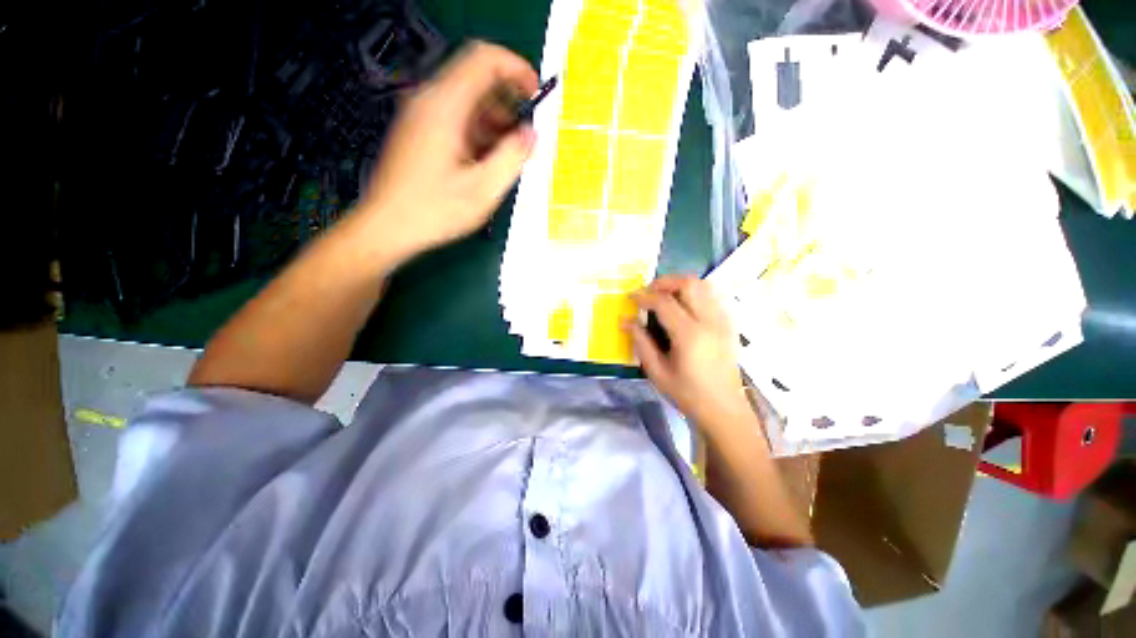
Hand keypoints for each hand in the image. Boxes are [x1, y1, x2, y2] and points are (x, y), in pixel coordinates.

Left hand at [356, 42, 538, 260]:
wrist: (387, 227)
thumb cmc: (434, 210)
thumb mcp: (483, 189)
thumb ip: (512, 157)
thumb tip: (531, 134)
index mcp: (445, 106)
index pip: (485, 59)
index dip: (517, 69)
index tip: (536, 96)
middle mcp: (430, 101)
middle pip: (477, 79)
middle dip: (508, 103)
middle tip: (524, 137)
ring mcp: (421, 116)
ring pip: (467, 101)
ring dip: (495, 122)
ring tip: (508, 157)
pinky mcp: (420, 132)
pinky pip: (456, 118)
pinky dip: (478, 132)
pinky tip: (486, 162)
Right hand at [626, 275, 749, 431]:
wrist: (724, 409)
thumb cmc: (687, 394)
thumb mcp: (657, 372)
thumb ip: (641, 342)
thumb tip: (626, 321)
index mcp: (689, 335)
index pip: (665, 302)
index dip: (645, 296)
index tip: (631, 297)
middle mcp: (710, 321)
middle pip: (689, 284)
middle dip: (665, 282)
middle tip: (649, 292)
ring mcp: (723, 321)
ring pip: (704, 285)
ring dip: (681, 285)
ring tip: (665, 296)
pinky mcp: (729, 324)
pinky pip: (712, 296)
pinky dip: (695, 293)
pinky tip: (683, 307)